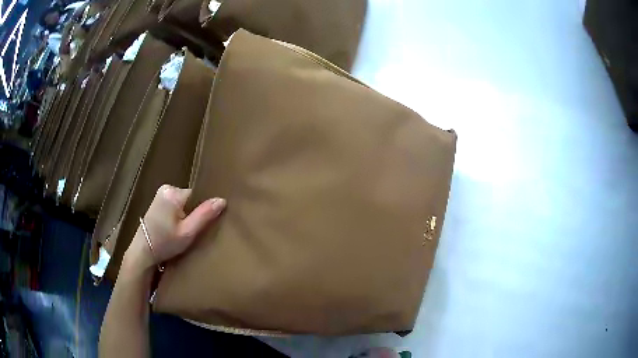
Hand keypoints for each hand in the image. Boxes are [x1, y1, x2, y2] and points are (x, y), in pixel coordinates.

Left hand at [125, 185, 225, 271]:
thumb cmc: (165, 243)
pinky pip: (174, 204)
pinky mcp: (156, 201)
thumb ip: (204, 215)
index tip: (200, 225)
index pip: (197, 195)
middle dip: (192, 212)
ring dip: (185, 214)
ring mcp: (160, 194)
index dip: (201, 210)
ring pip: (183, 202)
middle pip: (190, 198)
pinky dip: (177, 214)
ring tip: (182, 230)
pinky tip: (174, 227)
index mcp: (173, 193)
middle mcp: (166, 188)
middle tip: (191, 230)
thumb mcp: (188, 232)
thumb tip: (222, 200)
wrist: (142, 251)